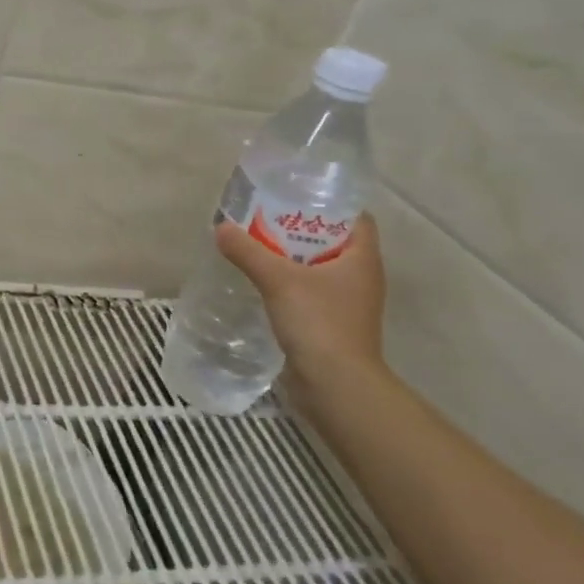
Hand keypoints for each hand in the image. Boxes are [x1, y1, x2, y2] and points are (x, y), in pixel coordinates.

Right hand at [214, 212, 387, 391]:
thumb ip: (249, 252)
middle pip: (333, 242)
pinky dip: (291, 284)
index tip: (295, 198)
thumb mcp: (278, 280)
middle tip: (266, 219)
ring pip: (320, 269)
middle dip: (301, 229)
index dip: (329, 205)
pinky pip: (311, 293)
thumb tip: (221, 228)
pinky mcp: (332, 325)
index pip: (356, 219)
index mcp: (362, 259)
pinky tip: (264, 283)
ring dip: (293, 258)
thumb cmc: (319, 322)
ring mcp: (348, 303)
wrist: (334, 385)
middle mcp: (361, 277)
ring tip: (258, 247)